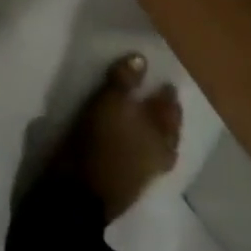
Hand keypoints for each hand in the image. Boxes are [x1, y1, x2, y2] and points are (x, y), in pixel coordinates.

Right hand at [55, 53, 181, 222]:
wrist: (82, 192)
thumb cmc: (100, 141)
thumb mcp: (109, 102)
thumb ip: (124, 80)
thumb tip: (141, 58)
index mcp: (162, 133)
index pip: (169, 107)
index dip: (166, 93)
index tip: (162, 79)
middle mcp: (161, 152)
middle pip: (168, 128)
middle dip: (165, 112)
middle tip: (157, 94)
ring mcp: (148, 170)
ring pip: (159, 144)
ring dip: (156, 129)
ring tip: (146, 115)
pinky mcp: (132, 182)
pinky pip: (145, 156)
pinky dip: (144, 144)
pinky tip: (134, 137)